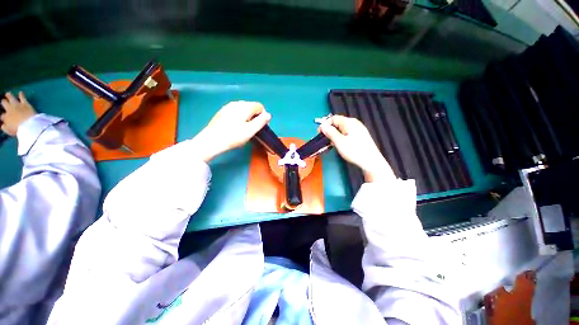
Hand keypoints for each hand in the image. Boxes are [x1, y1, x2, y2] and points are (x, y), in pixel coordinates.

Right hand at [0, 92, 36, 135]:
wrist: (29, 125)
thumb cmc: (19, 130)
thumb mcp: (9, 131)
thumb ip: (5, 127)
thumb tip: (2, 125)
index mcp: (5, 117)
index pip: (1, 115)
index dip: (2, 116)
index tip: (3, 116)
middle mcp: (9, 109)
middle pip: (4, 103)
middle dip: (3, 102)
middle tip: (3, 101)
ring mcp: (17, 105)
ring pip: (10, 97)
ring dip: (9, 95)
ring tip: (8, 94)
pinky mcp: (25, 103)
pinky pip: (22, 97)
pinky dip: (21, 94)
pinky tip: (21, 92)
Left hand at [194, 101, 270, 161]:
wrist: (211, 141)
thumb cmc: (233, 136)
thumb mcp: (250, 131)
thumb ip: (261, 122)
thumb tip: (268, 115)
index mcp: (244, 107)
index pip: (260, 106)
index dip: (263, 116)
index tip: (260, 127)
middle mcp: (236, 103)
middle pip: (251, 107)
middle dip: (255, 117)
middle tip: (252, 130)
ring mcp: (228, 107)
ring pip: (243, 109)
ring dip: (247, 117)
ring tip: (244, 129)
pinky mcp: (222, 112)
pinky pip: (235, 112)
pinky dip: (239, 117)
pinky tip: (235, 127)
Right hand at [320, 115, 395, 182]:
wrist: (371, 161)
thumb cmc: (354, 151)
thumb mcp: (339, 142)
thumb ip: (330, 132)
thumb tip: (322, 126)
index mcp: (349, 122)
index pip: (333, 118)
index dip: (325, 124)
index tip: (320, 133)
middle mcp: (354, 123)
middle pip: (338, 123)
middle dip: (330, 130)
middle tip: (325, 140)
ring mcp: (359, 129)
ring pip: (342, 128)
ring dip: (335, 134)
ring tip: (332, 144)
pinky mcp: (361, 135)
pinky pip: (347, 132)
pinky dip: (341, 137)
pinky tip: (341, 145)